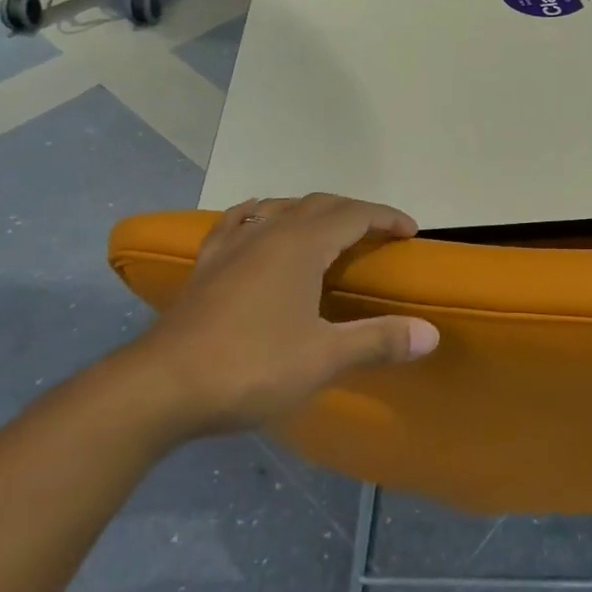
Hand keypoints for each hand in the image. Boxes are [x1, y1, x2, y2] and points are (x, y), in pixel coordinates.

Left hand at [134, 194, 436, 434]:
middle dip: (354, 212)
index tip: (409, 231)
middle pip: (319, 204)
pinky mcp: (206, 266)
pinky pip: (237, 223)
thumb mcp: (323, 358)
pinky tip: (256, 220)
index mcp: (301, 245)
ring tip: (327, 229)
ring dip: (311, 211)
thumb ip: (378, 340)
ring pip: (279, 208)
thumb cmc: (250, 367)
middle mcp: (268, 232)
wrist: (161, 386)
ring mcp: (232, 246)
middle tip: (377, 233)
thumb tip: (431, 333)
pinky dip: (259, 215)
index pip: (354, 214)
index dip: (385, 217)